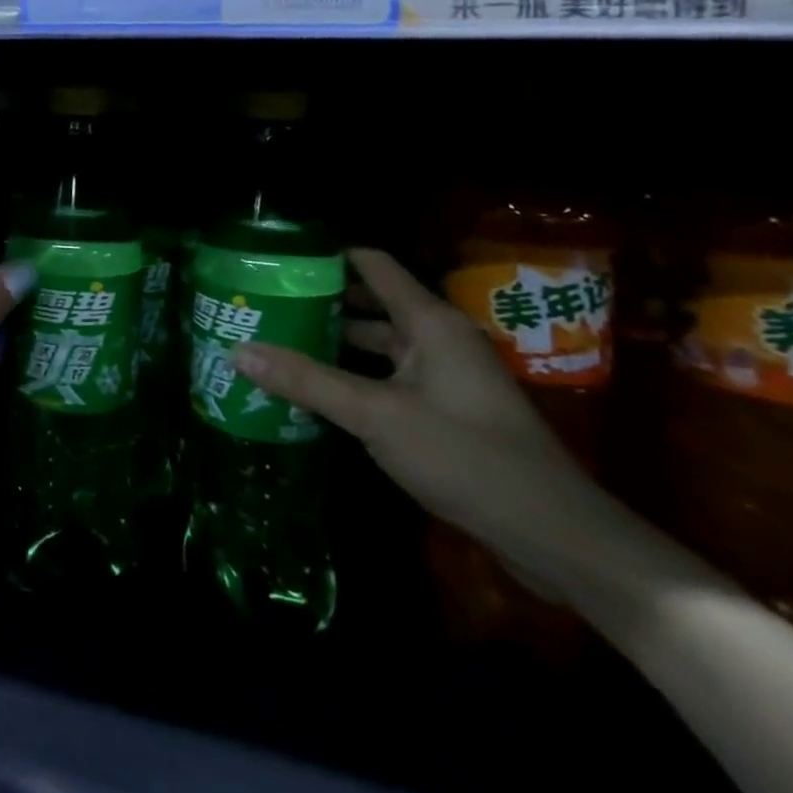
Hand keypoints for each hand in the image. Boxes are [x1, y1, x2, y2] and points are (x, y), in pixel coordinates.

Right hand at [232, 248, 627, 602]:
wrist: (555, 535)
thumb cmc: (466, 456)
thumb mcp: (376, 415)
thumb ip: (307, 380)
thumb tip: (237, 350)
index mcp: (429, 322)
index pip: (372, 264)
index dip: (326, 257)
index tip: (278, 261)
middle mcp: (437, 339)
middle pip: (370, 304)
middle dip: (320, 303)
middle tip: (266, 305)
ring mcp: (444, 377)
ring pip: (378, 345)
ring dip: (334, 343)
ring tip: (279, 343)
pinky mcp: (447, 411)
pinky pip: (388, 378)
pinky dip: (353, 377)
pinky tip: (317, 391)